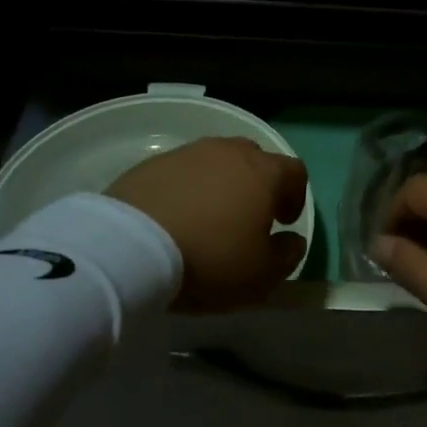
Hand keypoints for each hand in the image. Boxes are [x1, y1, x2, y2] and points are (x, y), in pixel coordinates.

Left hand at [109, 137, 309, 311]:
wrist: (132, 245)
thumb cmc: (210, 258)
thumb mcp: (262, 274)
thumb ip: (287, 255)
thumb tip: (292, 241)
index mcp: (264, 173)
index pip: (295, 172)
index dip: (295, 196)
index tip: (283, 223)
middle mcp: (230, 152)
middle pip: (255, 159)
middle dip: (258, 185)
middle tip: (247, 217)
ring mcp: (189, 153)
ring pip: (217, 161)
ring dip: (220, 184)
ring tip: (208, 217)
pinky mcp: (153, 163)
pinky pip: (182, 171)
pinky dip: (187, 188)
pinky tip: (176, 216)